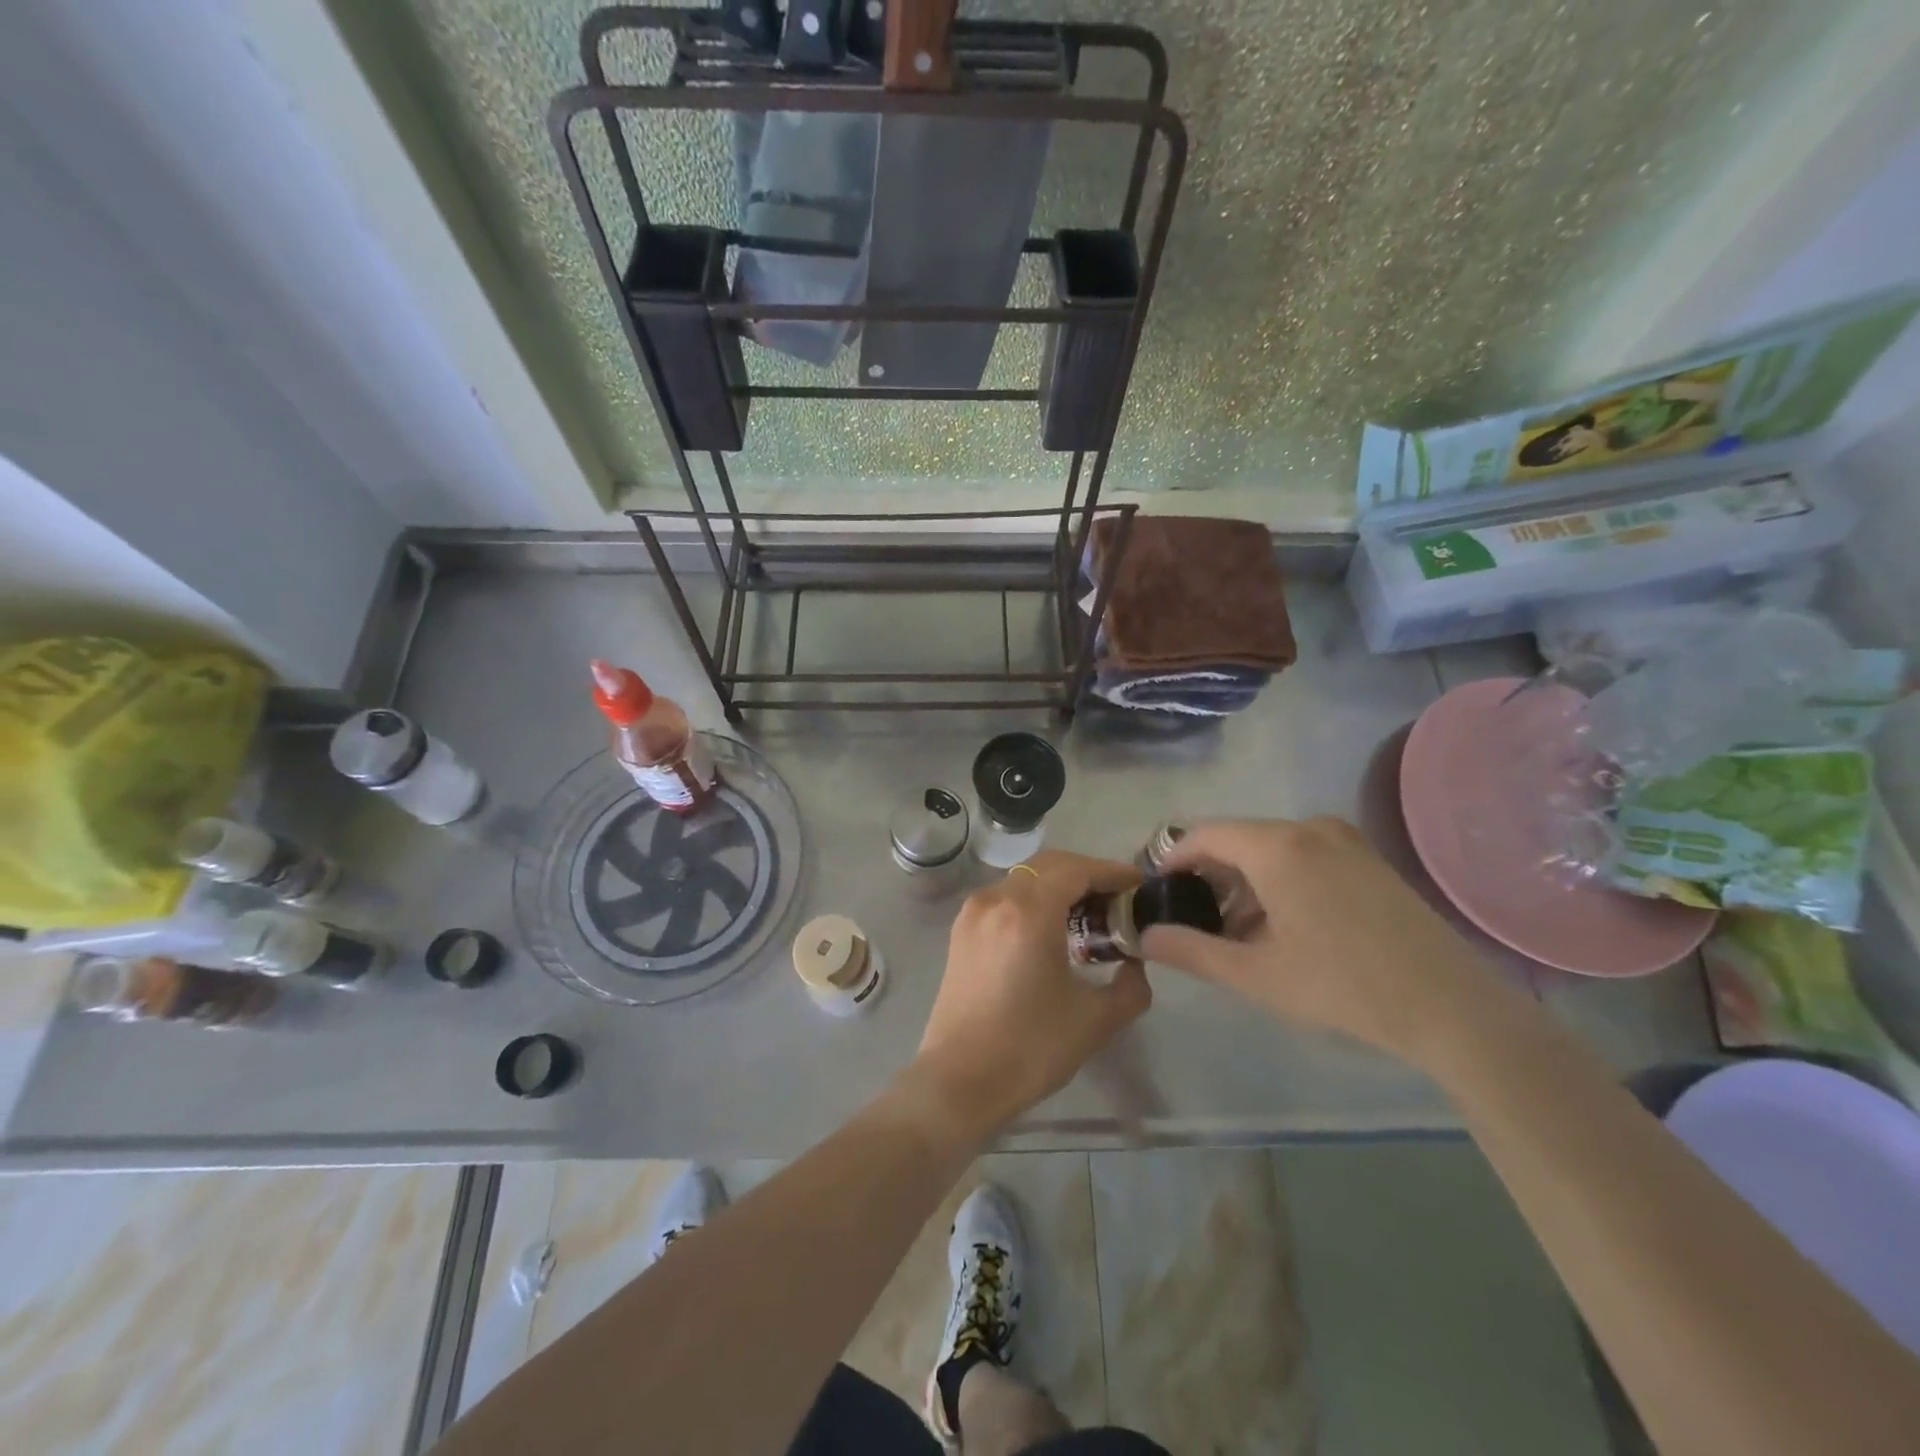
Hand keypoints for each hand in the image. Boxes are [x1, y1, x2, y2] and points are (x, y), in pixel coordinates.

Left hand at [912, 850, 1151, 1137]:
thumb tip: (1136, 962)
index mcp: (1028, 912)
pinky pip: (1005, 898)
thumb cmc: (1030, 1049)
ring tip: (1089, 916)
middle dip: (1086, 875)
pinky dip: (1033, 901)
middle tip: (1118, 901)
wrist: (960, 1082)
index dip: (1112, 872)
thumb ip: (1131, 985)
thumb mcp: (1096, 1020)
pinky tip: (1051, 931)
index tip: (1140, 886)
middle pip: (1048, 867)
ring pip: (1024, 880)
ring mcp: (973, 913)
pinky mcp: (961, 931)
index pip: (1077, 869)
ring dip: (1058, 887)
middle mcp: (996, 899)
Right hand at [1141, 817, 1498, 1067]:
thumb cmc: (1344, 987)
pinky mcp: (1368, 859)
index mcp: (1277, 846)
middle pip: (1237, 840)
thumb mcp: (1256, 975)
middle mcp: (1309, 828)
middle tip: (1196, 923)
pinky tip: (1283, 927)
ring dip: (1244, 883)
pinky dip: (1278, 881)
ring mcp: (1345, 840)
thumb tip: (1147, 936)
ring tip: (1239, 935)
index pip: (1203, 834)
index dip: (1172, 860)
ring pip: (1270, 848)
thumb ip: (1192, 951)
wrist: (1453, 1008)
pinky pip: (1303, 855)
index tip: (1157, 893)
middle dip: (1209, 878)